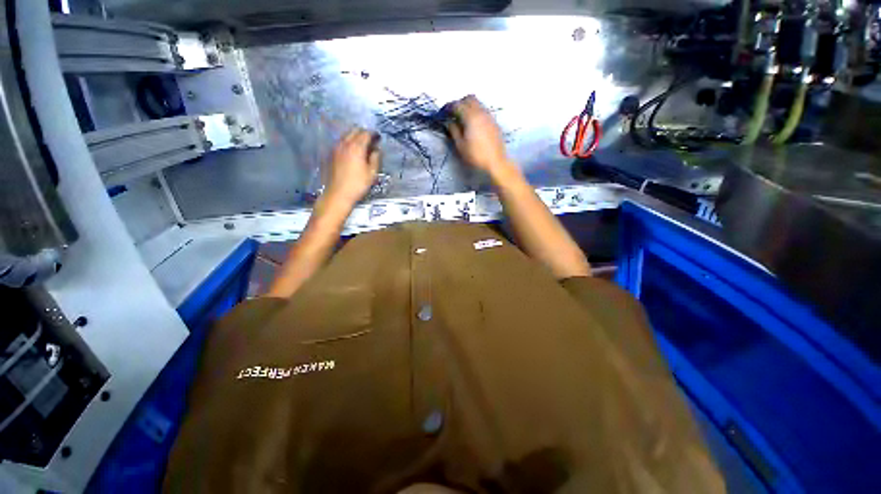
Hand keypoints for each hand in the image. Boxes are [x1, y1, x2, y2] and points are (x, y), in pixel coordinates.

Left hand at [324, 128, 380, 207]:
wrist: (338, 194)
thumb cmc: (358, 184)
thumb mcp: (372, 173)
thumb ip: (375, 158)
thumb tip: (376, 150)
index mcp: (356, 147)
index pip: (366, 134)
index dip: (373, 135)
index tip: (378, 139)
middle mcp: (344, 144)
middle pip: (354, 131)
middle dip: (364, 133)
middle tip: (371, 141)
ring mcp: (336, 148)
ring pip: (346, 135)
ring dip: (355, 137)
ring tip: (362, 146)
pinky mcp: (331, 154)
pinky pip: (341, 142)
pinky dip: (348, 142)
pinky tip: (353, 152)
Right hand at [446, 95, 512, 174]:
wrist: (496, 162)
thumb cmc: (475, 156)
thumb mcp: (460, 145)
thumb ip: (454, 131)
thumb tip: (449, 122)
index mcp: (471, 117)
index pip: (457, 104)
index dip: (449, 107)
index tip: (443, 113)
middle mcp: (481, 112)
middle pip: (469, 99)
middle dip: (460, 103)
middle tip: (454, 114)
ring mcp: (489, 117)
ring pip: (478, 104)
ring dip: (469, 107)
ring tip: (463, 120)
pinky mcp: (494, 123)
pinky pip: (484, 111)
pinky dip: (476, 113)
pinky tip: (473, 125)